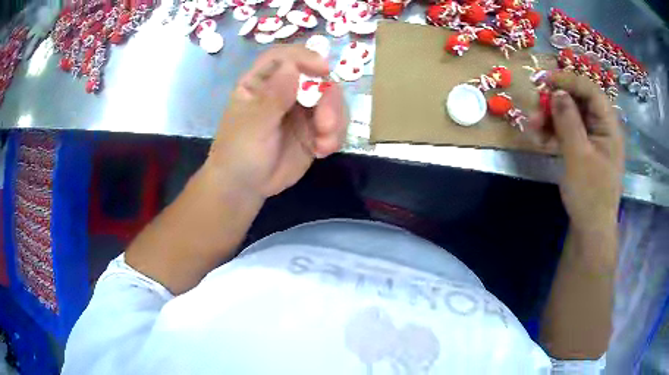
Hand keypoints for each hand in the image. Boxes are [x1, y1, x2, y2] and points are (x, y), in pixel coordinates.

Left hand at [206, 46, 347, 198]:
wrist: (245, 187)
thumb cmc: (239, 151)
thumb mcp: (253, 125)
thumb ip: (273, 97)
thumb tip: (292, 67)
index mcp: (262, 82)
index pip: (285, 58)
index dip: (304, 58)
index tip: (323, 69)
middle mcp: (285, 91)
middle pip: (316, 79)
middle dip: (329, 99)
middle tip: (326, 124)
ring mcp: (301, 110)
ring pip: (332, 101)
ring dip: (336, 119)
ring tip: (325, 144)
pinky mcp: (313, 130)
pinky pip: (335, 124)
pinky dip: (335, 135)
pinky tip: (323, 151)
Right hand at [529, 72, 624, 232]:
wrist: (590, 228)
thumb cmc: (590, 194)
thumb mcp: (578, 156)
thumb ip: (569, 121)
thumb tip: (556, 91)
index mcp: (609, 126)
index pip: (591, 90)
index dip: (569, 80)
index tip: (545, 80)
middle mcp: (602, 127)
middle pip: (578, 101)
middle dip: (555, 102)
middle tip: (535, 110)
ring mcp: (592, 138)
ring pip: (570, 116)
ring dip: (550, 118)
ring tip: (533, 129)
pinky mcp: (583, 149)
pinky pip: (567, 131)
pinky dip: (553, 132)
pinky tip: (540, 140)